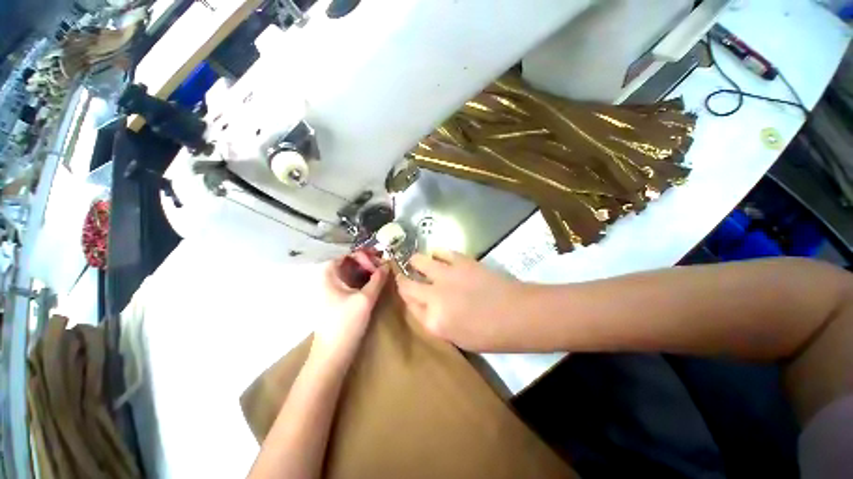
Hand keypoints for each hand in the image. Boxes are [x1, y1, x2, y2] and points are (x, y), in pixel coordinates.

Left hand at [311, 250, 387, 362]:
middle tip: (383, 264)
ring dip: (365, 271)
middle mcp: (328, 281)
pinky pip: (351, 284)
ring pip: (350, 274)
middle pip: (347, 264)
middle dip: (366, 261)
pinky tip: (375, 283)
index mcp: (328, 276)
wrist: (333, 354)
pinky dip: (363, 280)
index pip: (345, 256)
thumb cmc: (345, 323)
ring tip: (382, 271)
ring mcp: (332, 292)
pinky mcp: (338, 301)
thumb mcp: (365, 299)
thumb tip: (387, 265)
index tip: (378, 259)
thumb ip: (377, 280)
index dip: (361, 255)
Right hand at [395, 250, 528, 350]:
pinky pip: (441, 251)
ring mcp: (446, 275)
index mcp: (433, 321)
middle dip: (402, 280)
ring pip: (419, 262)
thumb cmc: (490, 335)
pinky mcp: (460, 261)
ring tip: (416, 261)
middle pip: (408, 284)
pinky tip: (437, 254)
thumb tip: (426, 306)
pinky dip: (436, 252)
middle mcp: (434, 296)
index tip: (407, 293)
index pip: (409, 306)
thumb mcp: (457, 338)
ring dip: (415, 262)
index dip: (406, 298)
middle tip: (404, 276)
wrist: (517, 314)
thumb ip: (436, 321)